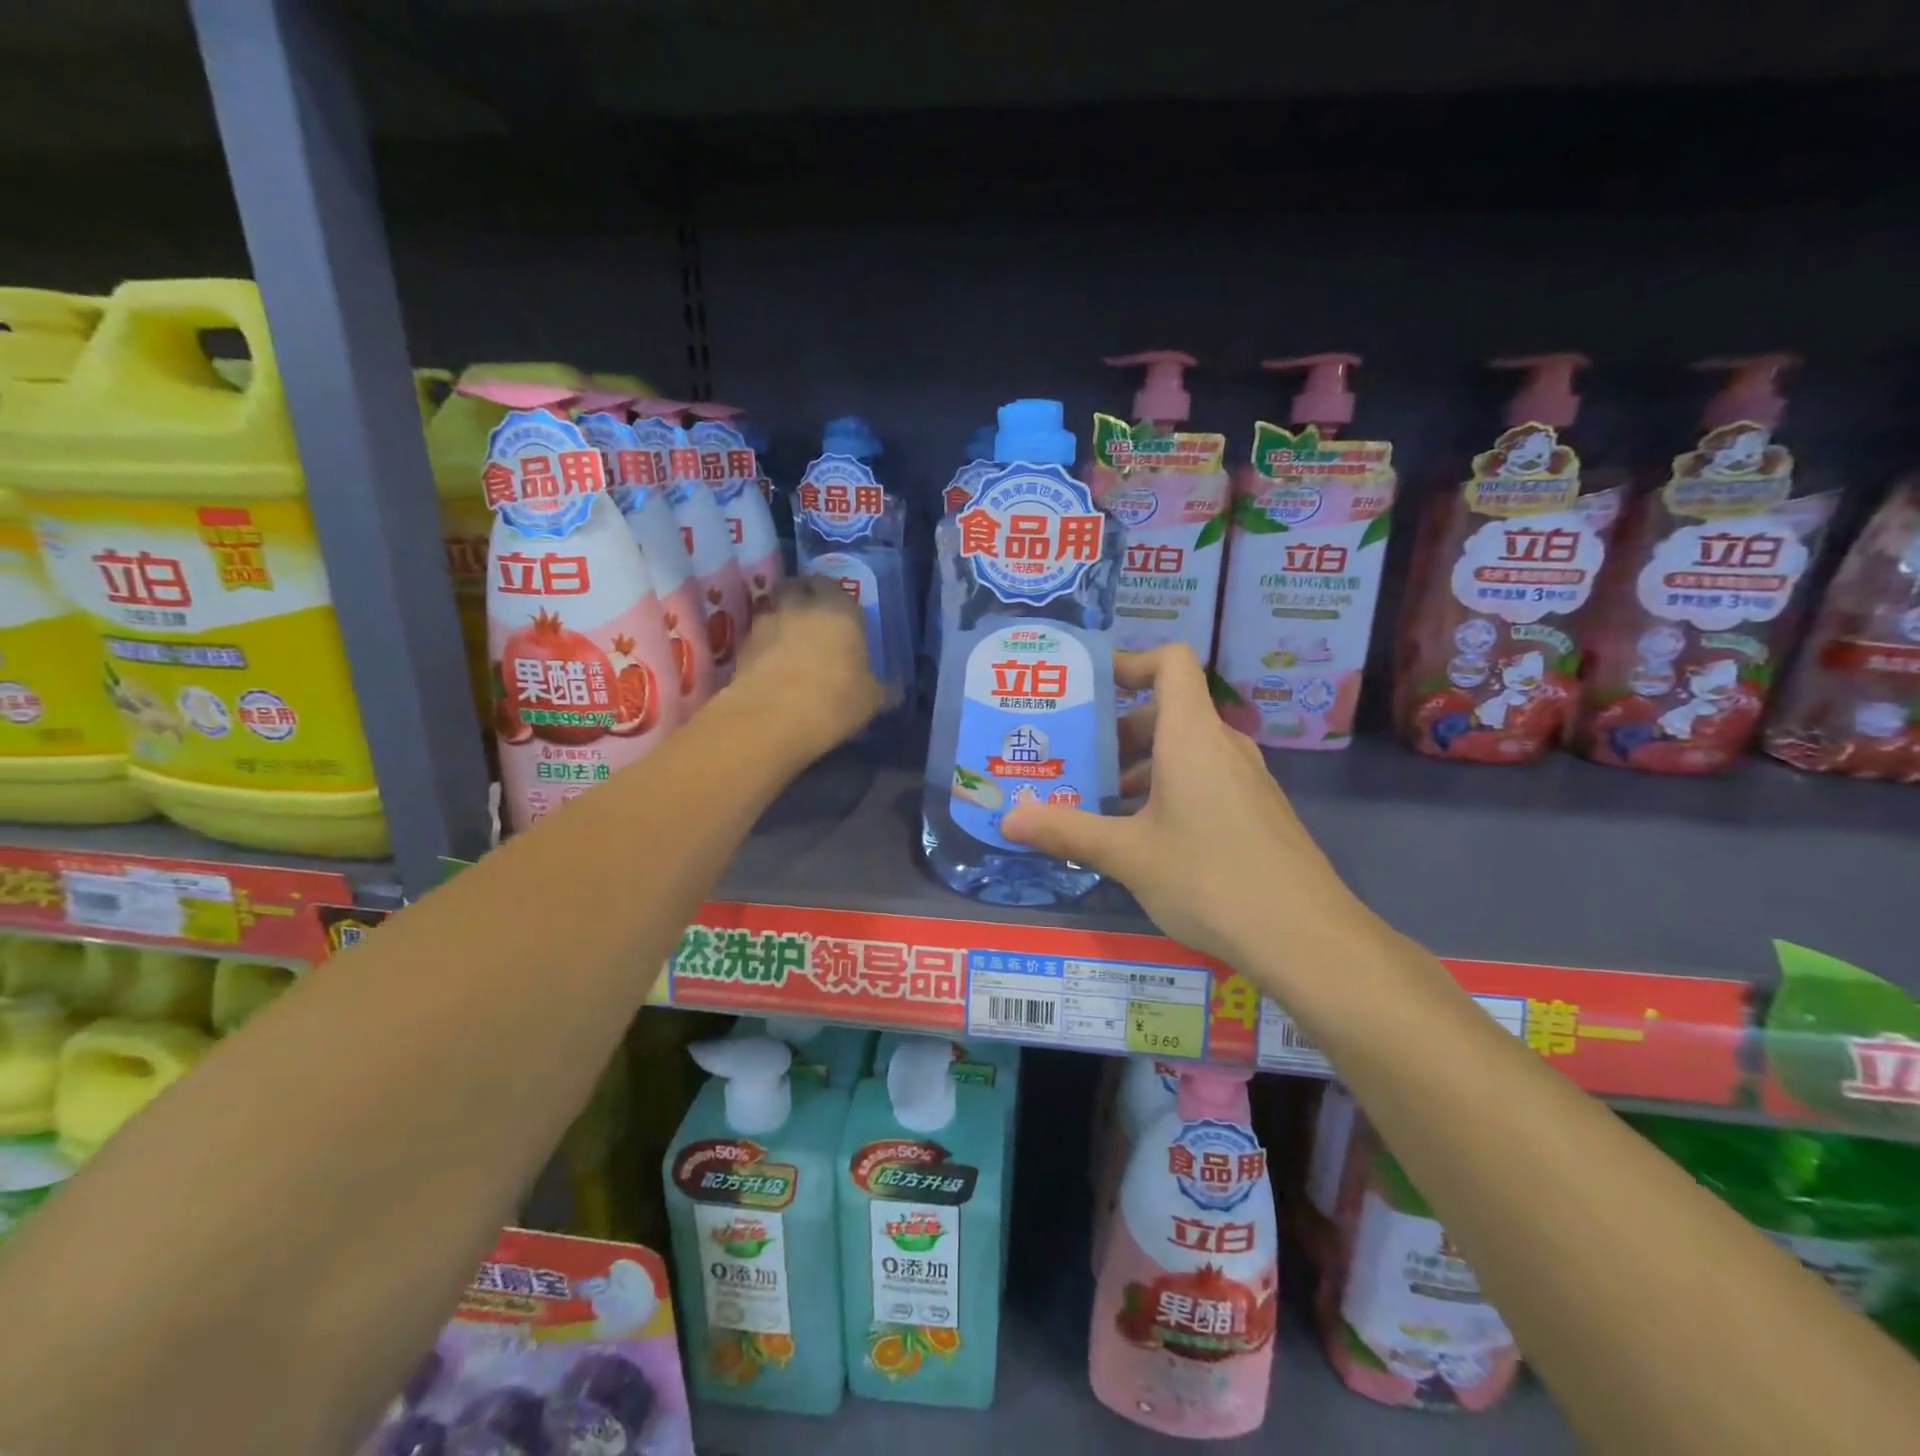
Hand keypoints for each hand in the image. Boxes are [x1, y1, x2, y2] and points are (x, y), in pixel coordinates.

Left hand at [728, 575, 886, 754]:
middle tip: (813, 619)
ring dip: (782, 618)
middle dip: (805, 596)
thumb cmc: (835, 699)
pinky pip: (758, 635)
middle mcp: (803, 605)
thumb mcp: (870, 700)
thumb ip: (881, 689)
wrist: (773, 716)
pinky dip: (765, 644)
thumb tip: (893, 692)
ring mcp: (768, 621)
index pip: (838, 588)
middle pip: (800, 586)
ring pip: (775, 607)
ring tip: (791, 643)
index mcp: (841, 610)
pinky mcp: (742, 643)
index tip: (842, 617)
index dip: (839, 600)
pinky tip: (773, 665)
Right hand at [1001, 644, 1383, 973]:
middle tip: (1073, 755)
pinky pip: (1203, 780)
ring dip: (1139, 766)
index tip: (1089, 686)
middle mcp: (1222, 746)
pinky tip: (1139, 837)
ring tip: (1096, 801)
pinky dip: (1166, 790)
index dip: (1130, 661)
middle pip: (1168, 711)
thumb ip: (1067, 831)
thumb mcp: (1128, 855)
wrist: (1304, 937)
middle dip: (1118, 729)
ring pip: (1184, 751)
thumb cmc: (1209, 878)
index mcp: (1192, 736)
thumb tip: (1007, 820)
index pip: (1170, 662)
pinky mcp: (1254, 812)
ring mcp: (1244, 780)